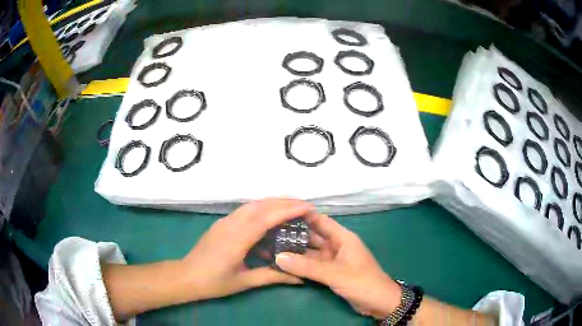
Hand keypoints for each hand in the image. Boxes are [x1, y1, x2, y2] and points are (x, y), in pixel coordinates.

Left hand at [182, 198, 312, 299]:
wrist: (186, 276)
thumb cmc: (214, 282)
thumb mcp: (244, 282)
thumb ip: (272, 277)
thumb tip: (299, 278)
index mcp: (236, 240)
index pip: (265, 218)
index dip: (287, 210)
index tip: (307, 207)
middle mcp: (230, 224)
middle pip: (260, 205)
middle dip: (284, 202)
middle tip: (305, 205)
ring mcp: (225, 221)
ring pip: (252, 205)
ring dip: (273, 202)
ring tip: (292, 207)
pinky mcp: (222, 223)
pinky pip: (245, 210)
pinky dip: (262, 208)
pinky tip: (271, 216)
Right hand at [275, 212, 401, 318]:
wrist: (379, 303)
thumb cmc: (362, 282)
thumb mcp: (335, 274)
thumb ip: (307, 266)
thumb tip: (278, 257)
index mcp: (342, 238)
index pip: (320, 220)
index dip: (302, 216)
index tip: (279, 214)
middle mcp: (336, 246)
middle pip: (312, 237)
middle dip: (293, 235)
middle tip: (269, 233)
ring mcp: (332, 260)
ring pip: (310, 253)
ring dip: (294, 252)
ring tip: (271, 248)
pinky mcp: (330, 273)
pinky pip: (312, 266)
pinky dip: (300, 266)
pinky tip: (283, 265)